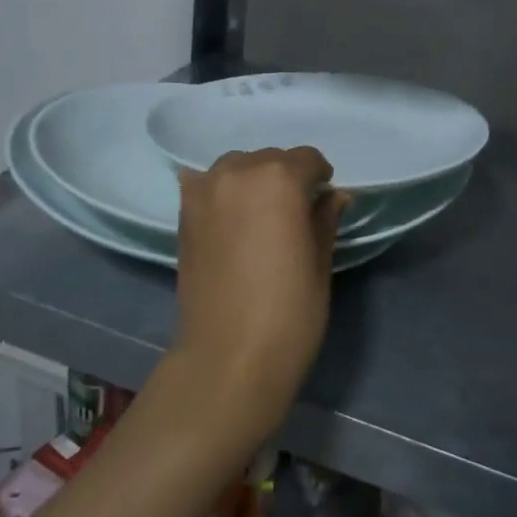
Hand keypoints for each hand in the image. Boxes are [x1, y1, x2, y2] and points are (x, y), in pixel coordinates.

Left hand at [171, 147, 346, 443]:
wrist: (228, 358)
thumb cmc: (289, 312)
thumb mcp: (319, 262)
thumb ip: (324, 219)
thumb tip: (333, 196)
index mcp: (280, 179)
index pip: (308, 159)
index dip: (320, 179)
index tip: (324, 203)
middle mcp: (239, 172)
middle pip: (270, 159)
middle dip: (287, 178)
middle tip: (294, 214)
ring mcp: (205, 192)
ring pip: (237, 166)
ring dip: (253, 180)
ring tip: (260, 214)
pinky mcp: (183, 215)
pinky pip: (205, 184)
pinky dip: (219, 190)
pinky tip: (227, 214)